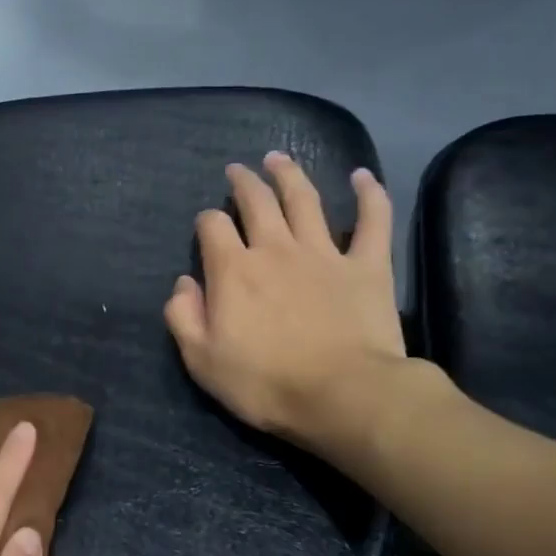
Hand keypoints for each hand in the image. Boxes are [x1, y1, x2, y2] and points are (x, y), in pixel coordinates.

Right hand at [165, 152, 411, 464]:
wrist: (343, 396)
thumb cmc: (265, 383)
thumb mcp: (201, 360)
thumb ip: (183, 317)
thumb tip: (183, 284)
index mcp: (233, 270)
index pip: (212, 227)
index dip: (206, 221)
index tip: (206, 226)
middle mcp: (275, 249)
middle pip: (256, 201)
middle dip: (243, 182)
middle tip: (238, 171)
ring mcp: (324, 253)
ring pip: (305, 199)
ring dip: (289, 174)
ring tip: (278, 158)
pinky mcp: (367, 265)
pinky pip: (372, 220)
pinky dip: (369, 194)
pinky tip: (361, 176)